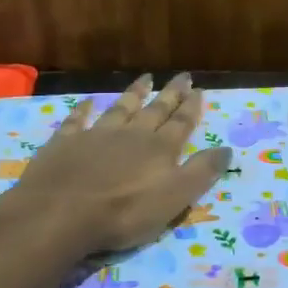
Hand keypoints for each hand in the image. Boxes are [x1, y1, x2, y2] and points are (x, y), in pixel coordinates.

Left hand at [9, 74, 231, 252]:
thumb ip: (201, 172)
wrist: (60, 212)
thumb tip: (227, 149)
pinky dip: (83, 110)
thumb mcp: (174, 198)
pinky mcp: (65, 143)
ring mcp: (96, 135)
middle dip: (170, 94)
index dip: (191, 107)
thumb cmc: (124, 212)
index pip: (181, 123)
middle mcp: (131, 135)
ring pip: (120, 108)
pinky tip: (87, 102)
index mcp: (159, 149)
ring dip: (134, 93)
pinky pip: (77, 120)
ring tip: (145, 78)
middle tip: (182, 75)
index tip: (199, 89)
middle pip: (155, 110)